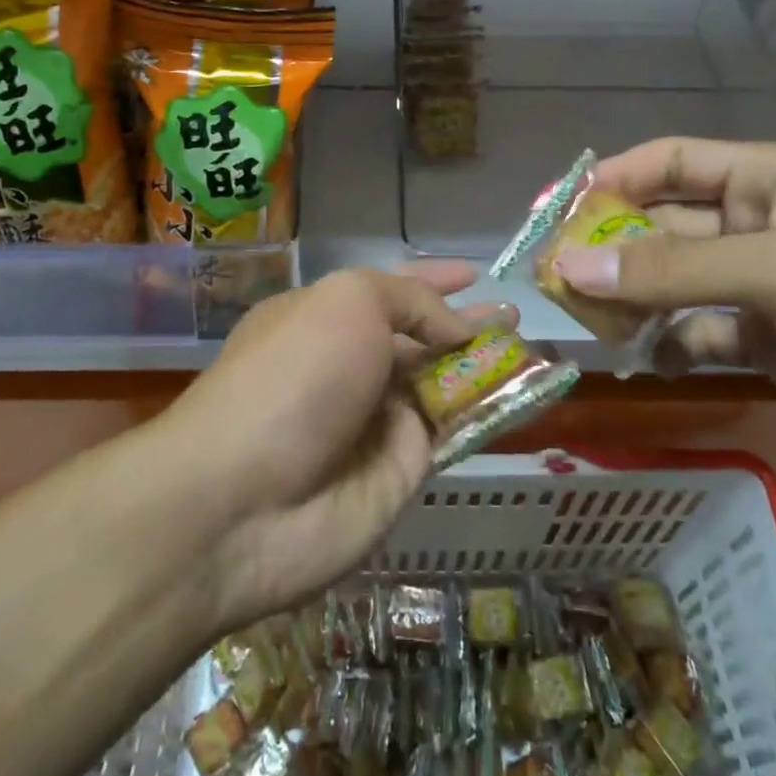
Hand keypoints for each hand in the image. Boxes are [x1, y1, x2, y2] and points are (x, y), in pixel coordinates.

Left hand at [161, 264, 511, 630]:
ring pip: (440, 387)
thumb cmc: (294, 375)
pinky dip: (485, 413)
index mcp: (323, 319)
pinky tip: (525, 394)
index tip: (472, 274)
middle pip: (418, 340)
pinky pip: (451, 433)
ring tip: (532, 350)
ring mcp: (373, 422)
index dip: (430, 280)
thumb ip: (410, 302)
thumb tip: (453, 329)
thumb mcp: (348, 303)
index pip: (388, 292)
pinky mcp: (398, 473)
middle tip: (515, 318)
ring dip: (483, 369)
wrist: (244, 500)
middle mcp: (349, 367)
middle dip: (464, 327)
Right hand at [550, 139, 775, 493]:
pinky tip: (640, 361)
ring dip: (632, 303)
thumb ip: (672, 271)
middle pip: (663, 228)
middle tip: (550, 284)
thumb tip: (567, 265)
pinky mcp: (773, 346)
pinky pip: (700, 335)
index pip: (668, 163)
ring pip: (675, 286)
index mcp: (768, 179)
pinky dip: (668, 345)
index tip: (550, 216)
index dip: (609, 181)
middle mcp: (759, 226)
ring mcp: (765, 290)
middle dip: (610, 252)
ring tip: (585, 328)